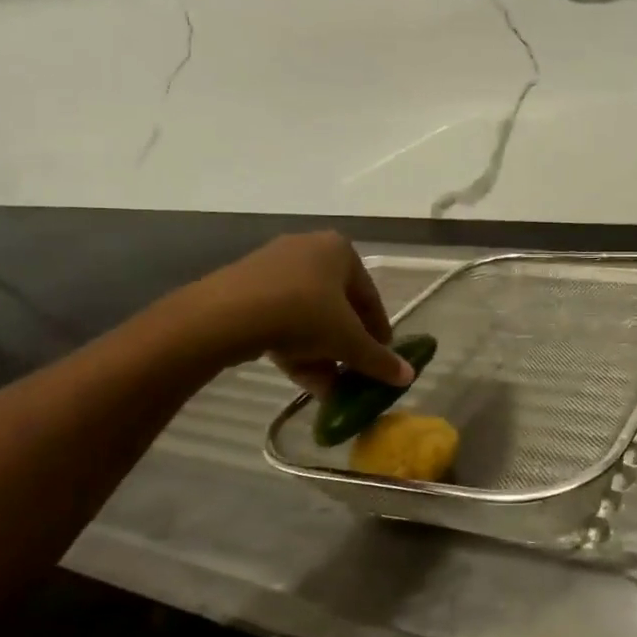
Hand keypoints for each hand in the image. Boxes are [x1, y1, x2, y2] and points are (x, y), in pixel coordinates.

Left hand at [197, 232, 414, 397]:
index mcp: (340, 250)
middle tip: (352, 374)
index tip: (382, 360)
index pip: (370, 297)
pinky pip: (281, 318)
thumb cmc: (303, 314)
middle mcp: (309, 249)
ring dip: (321, 352)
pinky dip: (294, 346)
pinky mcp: (246, 286)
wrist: (227, 314)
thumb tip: (409, 377)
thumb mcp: (348, 340)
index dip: (379, 332)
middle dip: (346, 346)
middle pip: (337, 307)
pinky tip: (300, 377)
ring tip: (328, 387)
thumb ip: (378, 359)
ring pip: (308, 316)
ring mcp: (273, 266)